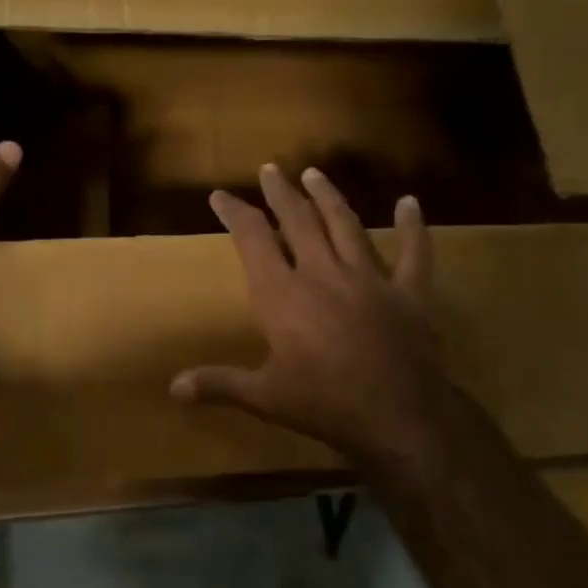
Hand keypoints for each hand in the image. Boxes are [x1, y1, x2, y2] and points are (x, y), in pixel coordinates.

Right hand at [171, 165, 468, 484]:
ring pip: (345, 226)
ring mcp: (369, 279)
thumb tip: (173, 388)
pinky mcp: (408, 293)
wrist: (400, 418)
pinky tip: (410, 202)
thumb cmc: (325, 405)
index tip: (220, 196)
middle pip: (299, 221)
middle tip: (271, 169)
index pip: (253, 240)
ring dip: (328, 197)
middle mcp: (323, 273)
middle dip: (281, 193)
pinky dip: (412, 228)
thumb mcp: (265, 397)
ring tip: (315, 173)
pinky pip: (414, 254)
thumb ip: (219, 384)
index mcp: (283, 295)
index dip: (235, 214)